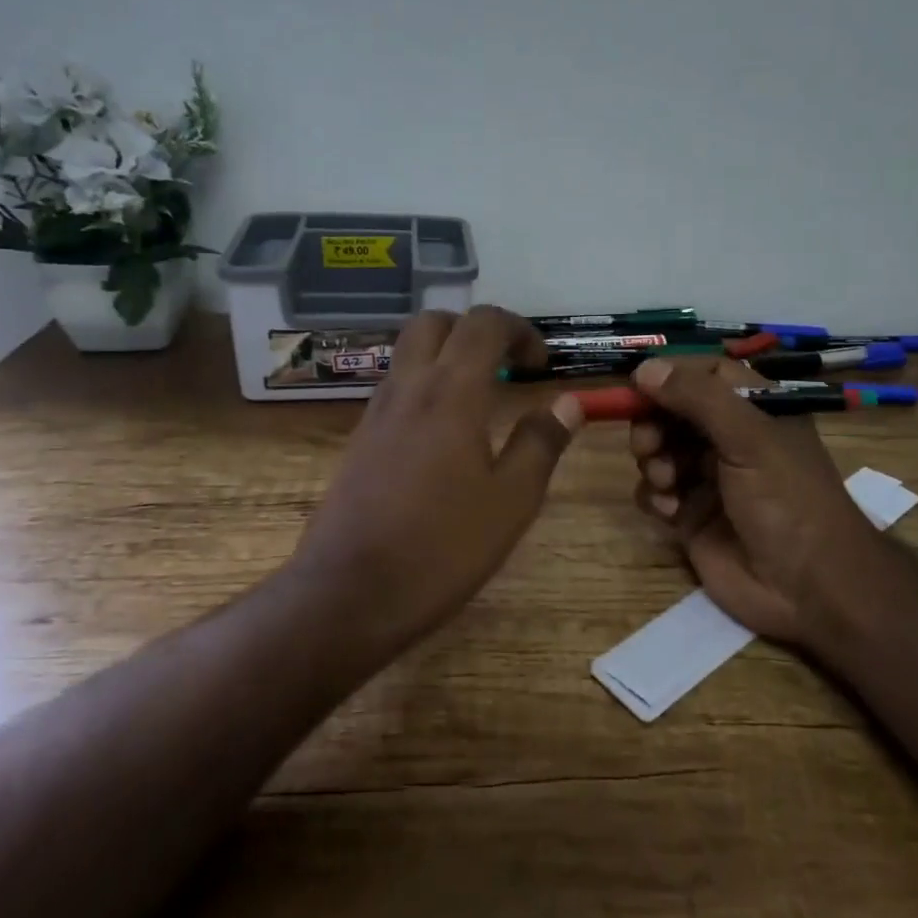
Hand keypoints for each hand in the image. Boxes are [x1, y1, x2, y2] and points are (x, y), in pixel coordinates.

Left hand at [291, 306, 583, 647]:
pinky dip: (425, 385)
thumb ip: (541, 443)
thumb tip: (569, 402)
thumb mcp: (511, 501)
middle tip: (505, 366)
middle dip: (475, 330)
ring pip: (409, 352)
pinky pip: (396, 388)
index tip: (541, 366)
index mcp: (451, 393)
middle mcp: (408, 388)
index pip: (483, 324)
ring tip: (481, 399)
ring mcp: (376, 413)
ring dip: (447, 355)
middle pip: (435, 322)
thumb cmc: (441, 547)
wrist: (349, 595)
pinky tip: (445, 435)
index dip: (519, 330)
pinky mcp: (359, 440)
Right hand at [627, 356, 886, 647]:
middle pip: (672, 411)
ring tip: (666, 482)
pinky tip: (670, 511)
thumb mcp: (749, 437)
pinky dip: (654, 496)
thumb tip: (644, 367)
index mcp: (754, 409)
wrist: (809, 588)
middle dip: (653, 423)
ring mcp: (708, 477)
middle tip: (648, 444)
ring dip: (653, 460)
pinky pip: (655, 492)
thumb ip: (697, 398)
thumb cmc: (788, 499)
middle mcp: (729, 437)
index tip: (638, 384)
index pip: (704, 373)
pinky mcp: (691, 515)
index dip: (671, 375)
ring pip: (659, 450)